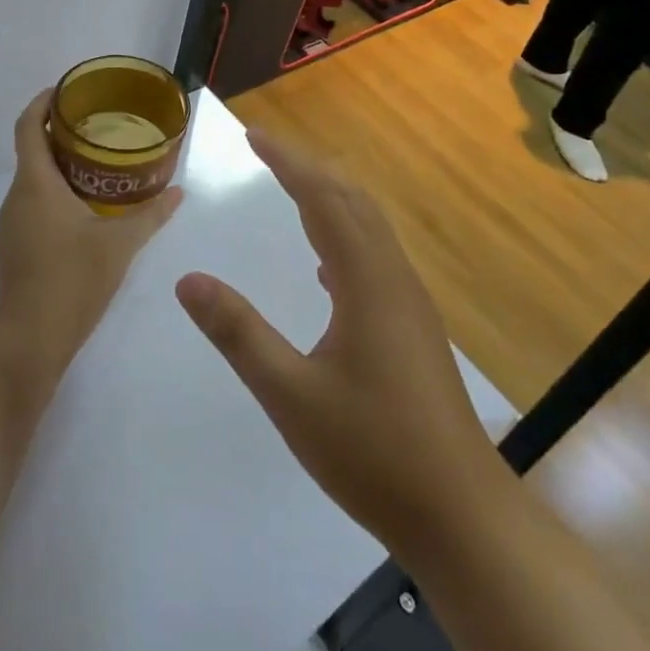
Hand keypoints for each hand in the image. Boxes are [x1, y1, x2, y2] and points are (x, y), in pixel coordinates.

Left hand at [0, 91, 183, 391]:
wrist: (30, 340)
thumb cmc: (73, 279)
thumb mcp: (121, 244)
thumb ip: (151, 214)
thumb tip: (179, 192)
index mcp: (35, 184)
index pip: (27, 126)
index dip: (42, 102)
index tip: (65, 91)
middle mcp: (15, 198)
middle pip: (31, 152)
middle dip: (60, 136)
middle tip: (98, 131)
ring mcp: (8, 226)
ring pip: (31, 183)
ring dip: (57, 170)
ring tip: (95, 169)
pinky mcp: (11, 250)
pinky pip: (30, 208)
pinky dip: (51, 198)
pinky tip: (80, 214)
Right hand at [175, 133, 497, 562]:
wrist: (460, 514)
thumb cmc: (372, 452)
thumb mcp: (290, 395)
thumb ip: (239, 333)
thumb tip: (189, 279)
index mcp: (367, 280)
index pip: (323, 199)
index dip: (287, 162)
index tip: (254, 136)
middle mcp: (393, 278)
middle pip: (351, 201)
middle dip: (308, 169)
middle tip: (267, 150)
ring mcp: (409, 303)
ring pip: (369, 228)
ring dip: (330, 199)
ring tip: (292, 190)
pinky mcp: (414, 328)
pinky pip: (375, 259)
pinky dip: (345, 238)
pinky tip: (326, 267)